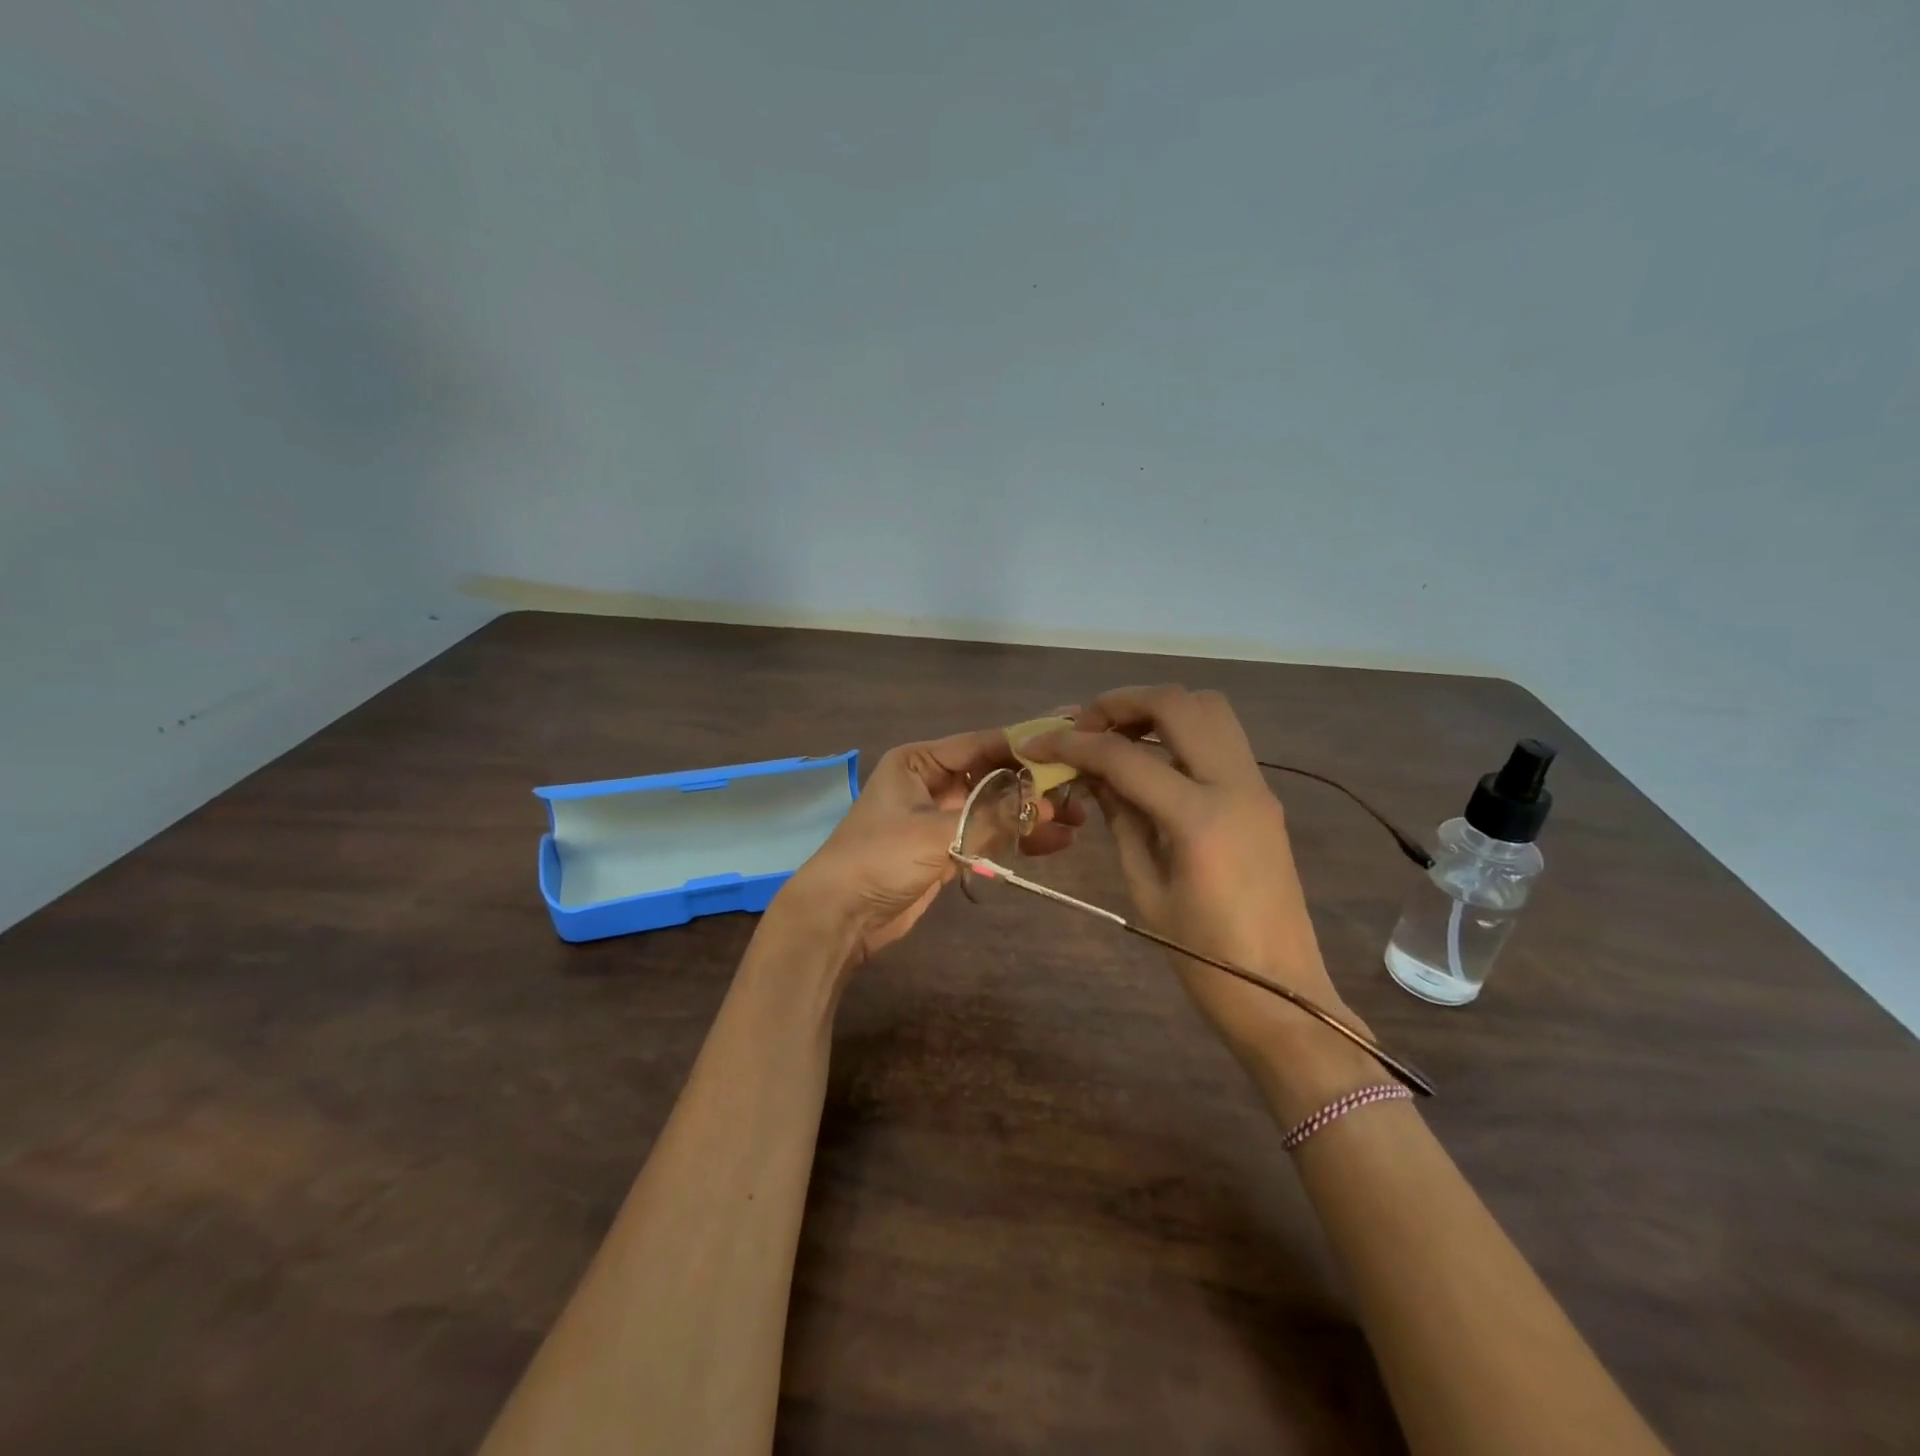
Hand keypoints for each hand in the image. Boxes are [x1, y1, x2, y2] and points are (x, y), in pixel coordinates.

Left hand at [779, 727, 1084, 969]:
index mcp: (920, 762)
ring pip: (996, 806)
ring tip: (1077, 821)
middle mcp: (932, 782)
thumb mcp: (936, 833)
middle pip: (994, 774)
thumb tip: (1050, 801)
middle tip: (1081, 789)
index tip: (1070, 740)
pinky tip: (1054, 843)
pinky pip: (989, 834)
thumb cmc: (879, 859)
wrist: (839, 916)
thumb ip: (993, 816)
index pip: (983, 744)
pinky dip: (1017, 838)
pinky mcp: (947, 848)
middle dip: (1035, 784)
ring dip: (1031, 814)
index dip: (1027, 743)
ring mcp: (940, 816)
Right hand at [1021, 686, 1356, 1057]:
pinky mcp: (1263, 796)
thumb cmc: (1204, 958)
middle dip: (1121, 703)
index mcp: (1199, 818)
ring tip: (1116, 734)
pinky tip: (1150, 759)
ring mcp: (1256, 786)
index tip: (1036, 743)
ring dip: (1157, 709)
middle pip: (1178, 704)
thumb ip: (1119, 819)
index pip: (1126, 757)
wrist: (1282, 994)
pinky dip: (1180, 730)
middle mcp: (1235, 785)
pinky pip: (1221, 738)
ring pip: (1209, 709)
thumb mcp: (1145, 888)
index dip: (1074, 743)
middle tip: (1083, 725)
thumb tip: (1091, 774)